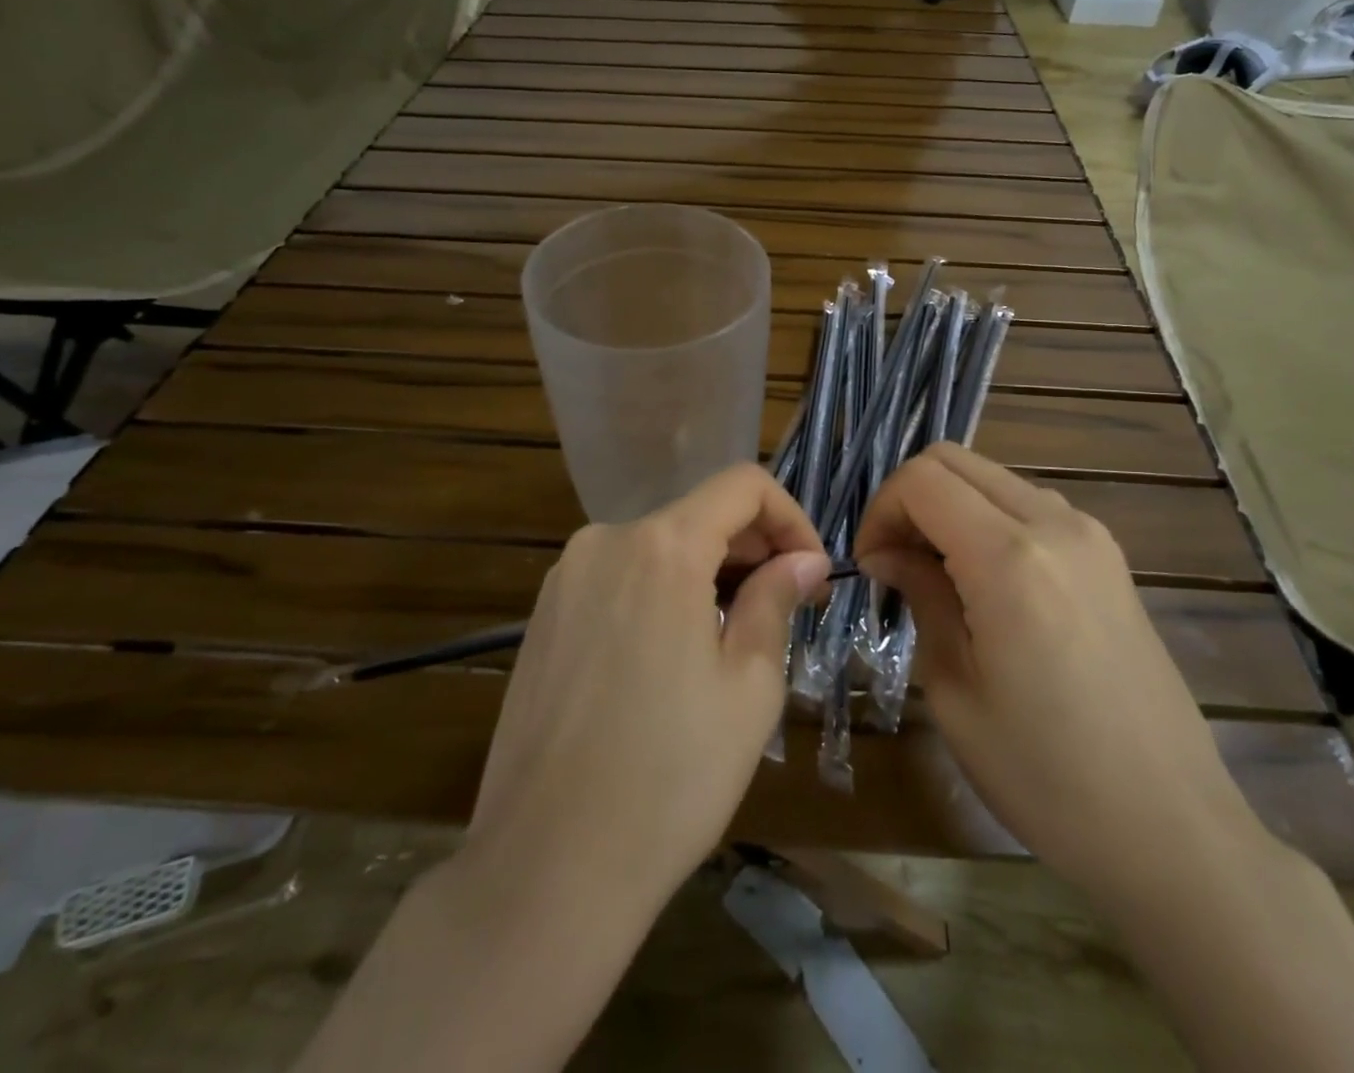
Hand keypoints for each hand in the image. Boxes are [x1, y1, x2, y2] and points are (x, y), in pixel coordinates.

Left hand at [466, 464, 832, 917]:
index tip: (810, 575)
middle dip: (753, 549)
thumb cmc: (670, 777)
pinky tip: (672, 657)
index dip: (790, 518)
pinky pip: (620, 577)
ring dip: (708, 574)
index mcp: (662, 546)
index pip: (742, 485)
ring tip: (733, 639)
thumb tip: (804, 561)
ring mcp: (566, 577)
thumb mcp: (749, 686)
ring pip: (659, 546)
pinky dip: (662, 593)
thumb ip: (776, 600)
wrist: (546, 867)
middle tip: (786, 609)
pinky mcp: (543, 615)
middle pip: (699, 514)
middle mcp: (606, 540)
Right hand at [855, 444, 1268, 911]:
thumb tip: (888, 553)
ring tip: (937, 573)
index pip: (921, 480)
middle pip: (956, 460)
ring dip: (952, 506)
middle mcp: (1054, 524)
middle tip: (895, 561)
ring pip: (993, 477)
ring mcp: (1091, 535)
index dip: (880, 510)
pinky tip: (986, 581)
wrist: (1170, 830)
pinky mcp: (1109, 557)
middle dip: (910, 499)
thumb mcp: (954, 687)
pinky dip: (990, 520)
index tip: (871, 564)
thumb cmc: (1044, 774)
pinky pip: (1031, 506)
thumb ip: (921, 595)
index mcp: (1009, 557)